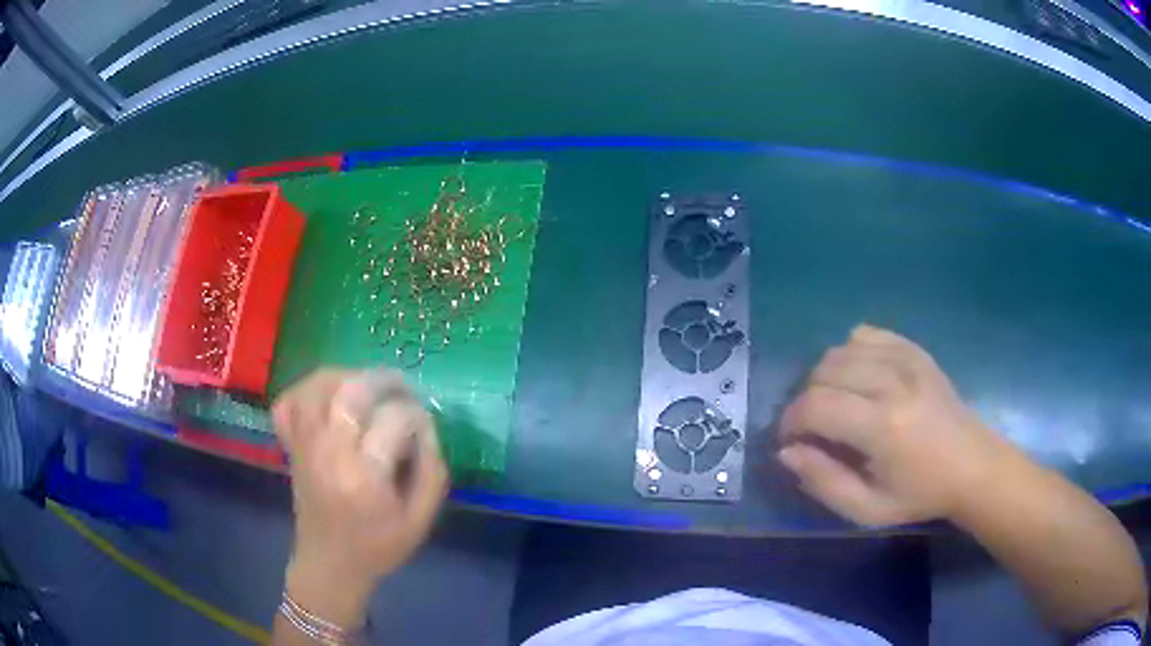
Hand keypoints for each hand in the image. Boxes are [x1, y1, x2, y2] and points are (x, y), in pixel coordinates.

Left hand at [272, 368, 447, 626]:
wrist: (329, 564)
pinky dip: (306, 389)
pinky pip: (288, 402)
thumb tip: (427, 427)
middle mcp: (328, 452)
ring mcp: (304, 445)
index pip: (393, 419)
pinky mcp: (291, 445)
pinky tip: (327, 397)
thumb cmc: (378, 547)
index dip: (416, 415)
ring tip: (368, 388)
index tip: (424, 428)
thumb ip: (432, 471)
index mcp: (363, 476)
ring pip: (317, 385)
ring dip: (347, 376)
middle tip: (403, 391)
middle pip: (351, 390)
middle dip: (384, 381)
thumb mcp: (421, 520)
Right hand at [778, 325, 1012, 526]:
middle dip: (805, 400)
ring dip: (824, 377)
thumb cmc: (920, 494)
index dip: (790, 421)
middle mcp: (892, 382)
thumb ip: (823, 482)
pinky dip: (850, 352)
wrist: (972, 465)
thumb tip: (787, 452)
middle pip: (823, 371)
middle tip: (813, 428)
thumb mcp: (867, 510)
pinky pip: (865, 334)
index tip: (790, 441)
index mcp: (883, 426)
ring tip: (834, 403)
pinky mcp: (914, 350)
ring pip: (840, 349)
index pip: (815, 406)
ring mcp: (906, 359)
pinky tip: (857, 378)